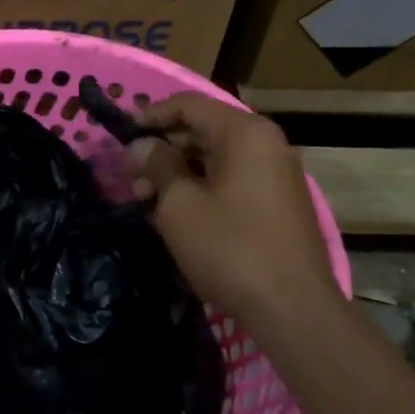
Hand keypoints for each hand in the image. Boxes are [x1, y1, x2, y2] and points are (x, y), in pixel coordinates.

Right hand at [127, 93, 339, 321]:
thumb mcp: (180, 205)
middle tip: (132, 180)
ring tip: (148, 203)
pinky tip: (178, 216)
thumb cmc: (229, 248)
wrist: (292, 308)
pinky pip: (233, 181)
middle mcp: (266, 144)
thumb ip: (158, 166)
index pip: (189, 105)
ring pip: (217, 159)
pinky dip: (202, 189)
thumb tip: (142, 145)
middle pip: (204, 131)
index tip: (122, 138)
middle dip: (163, 150)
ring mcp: (276, 175)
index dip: (151, 116)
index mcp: (245, 133)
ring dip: (179, 174)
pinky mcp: (279, 204)